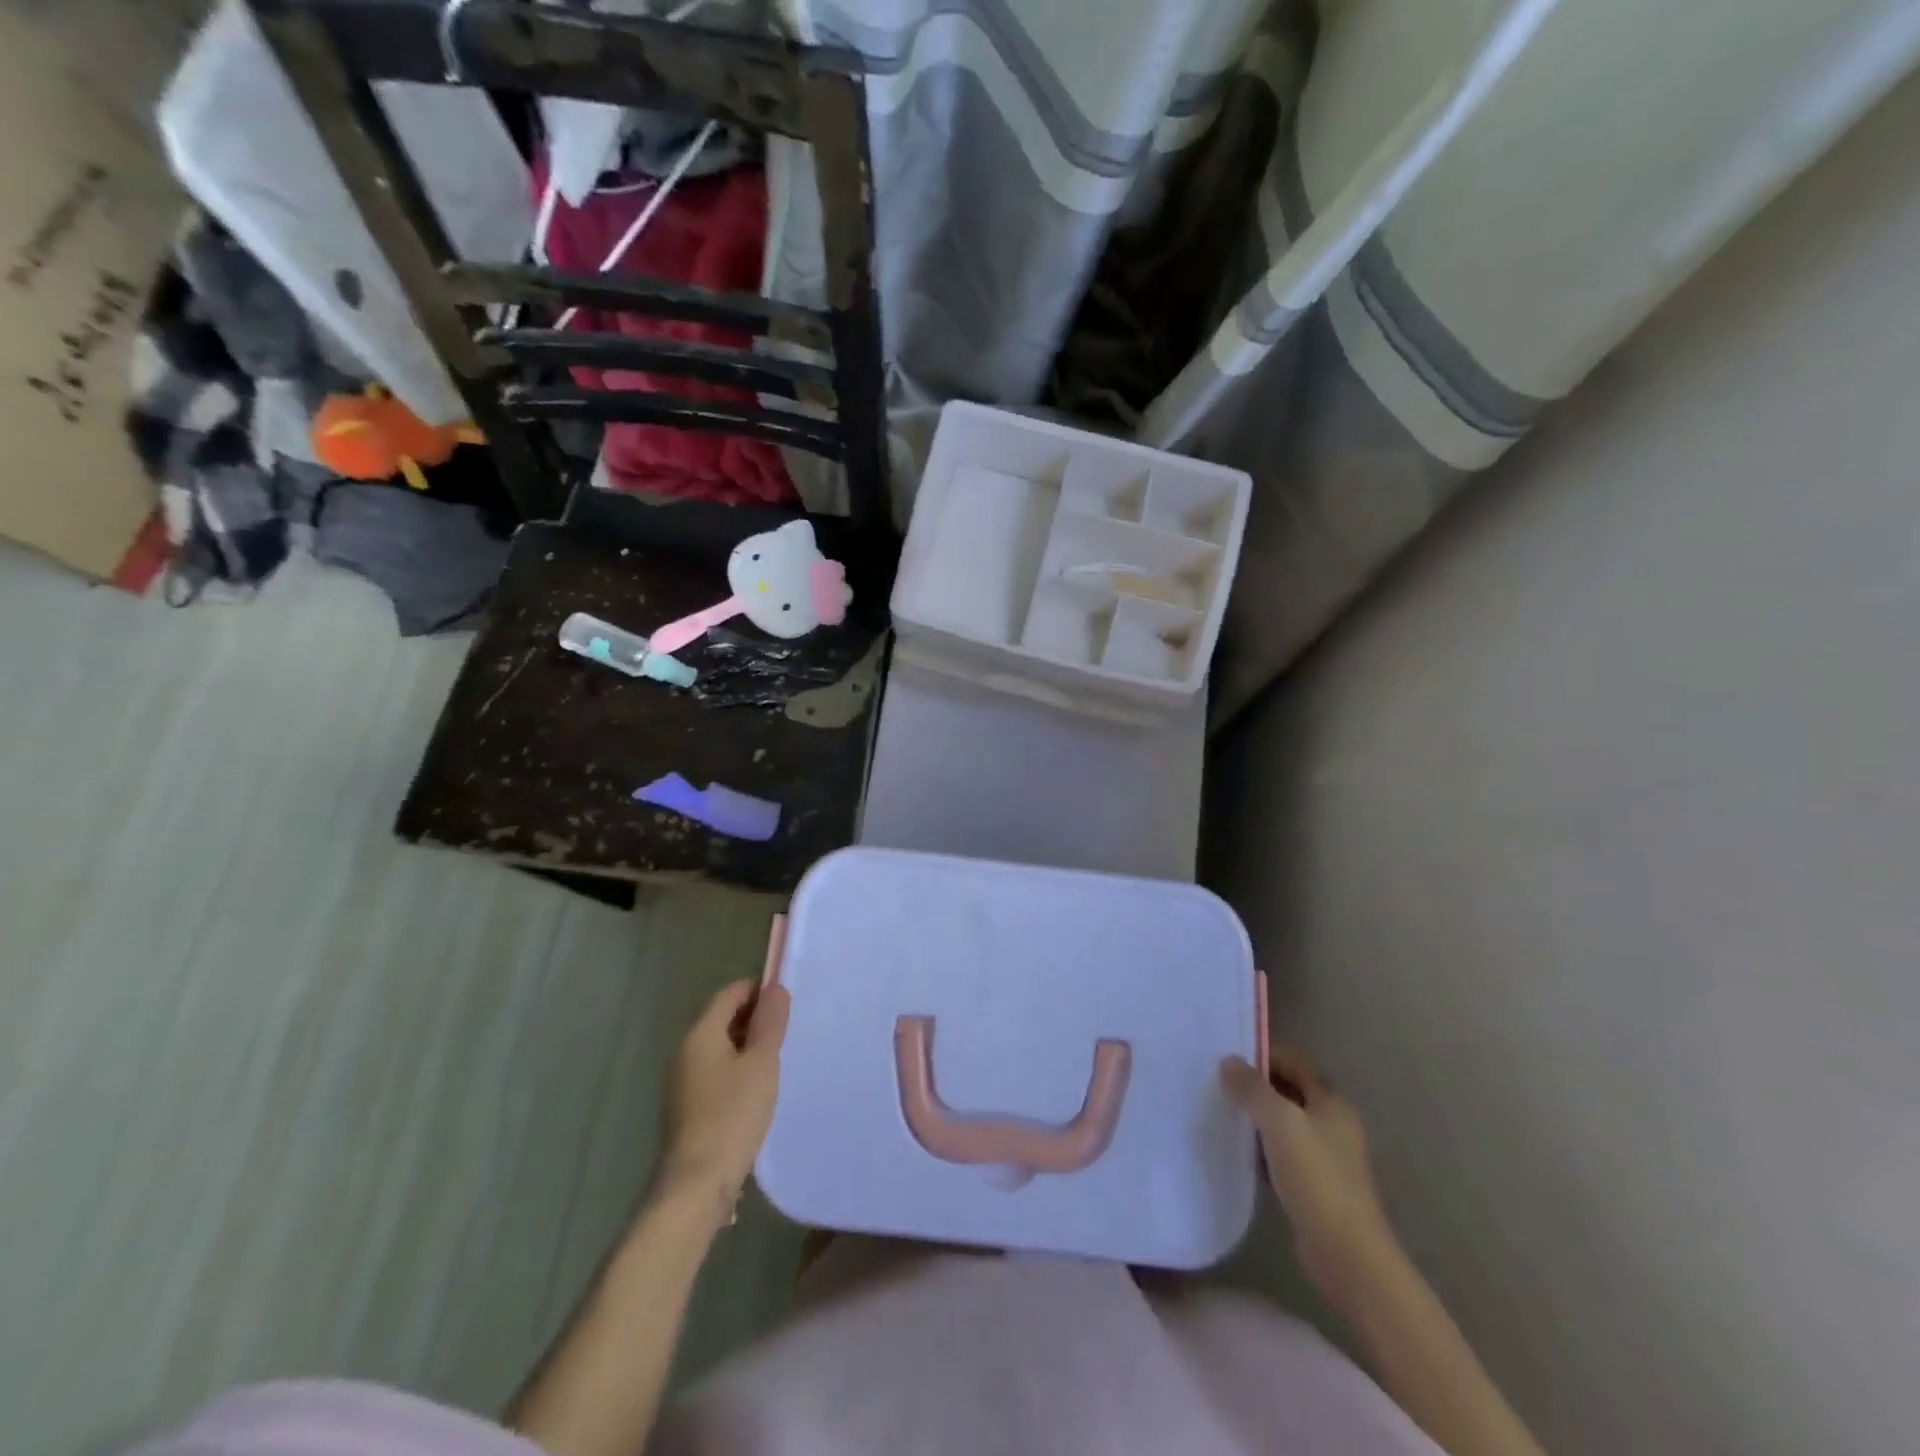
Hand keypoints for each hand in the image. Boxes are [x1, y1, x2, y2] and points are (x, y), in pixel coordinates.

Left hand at [661, 980, 789, 1211]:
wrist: (696, 1185)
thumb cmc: (732, 1116)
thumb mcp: (761, 1063)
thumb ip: (770, 1022)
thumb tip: (774, 988)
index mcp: (700, 1033)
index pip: (730, 993)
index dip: (759, 990)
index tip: (787, 1003)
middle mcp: (684, 1050)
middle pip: (722, 1017)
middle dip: (754, 1018)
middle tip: (787, 1032)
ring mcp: (681, 1080)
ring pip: (719, 1046)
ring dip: (746, 1046)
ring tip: (776, 1060)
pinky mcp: (685, 1106)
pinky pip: (714, 1071)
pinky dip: (735, 1069)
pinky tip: (756, 1089)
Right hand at [1222, 1045, 1394, 1296]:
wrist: (1348, 1254)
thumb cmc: (1316, 1178)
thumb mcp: (1279, 1122)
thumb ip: (1252, 1089)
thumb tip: (1229, 1061)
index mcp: (1331, 1101)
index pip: (1293, 1060)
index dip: (1262, 1054)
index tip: (1226, 1058)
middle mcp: (1332, 1123)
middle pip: (1289, 1089)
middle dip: (1255, 1085)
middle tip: (1217, 1083)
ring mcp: (1326, 1155)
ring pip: (1284, 1122)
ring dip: (1256, 1117)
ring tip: (1221, 1113)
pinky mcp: (1315, 1184)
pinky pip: (1282, 1152)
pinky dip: (1262, 1147)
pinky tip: (1238, 1152)